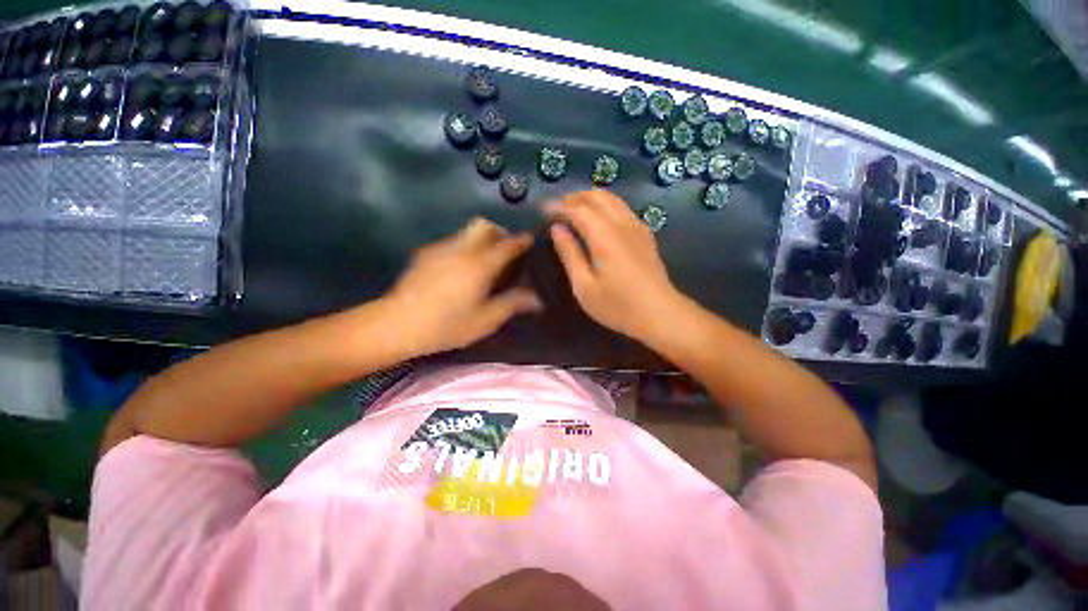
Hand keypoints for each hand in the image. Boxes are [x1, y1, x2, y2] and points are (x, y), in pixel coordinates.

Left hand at [386, 218, 540, 354]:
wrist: (396, 324)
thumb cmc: (447, 325)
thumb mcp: (486, 320)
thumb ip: (512, 304)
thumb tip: (536, 298)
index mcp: (481, 264)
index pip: (508, 244)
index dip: (522, 240)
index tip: (530, 240)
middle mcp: (462, 249)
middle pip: (484, 225)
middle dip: (499, 232)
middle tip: (505, 251)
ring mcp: (441, 249)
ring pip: (466, 231)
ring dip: (480, 239)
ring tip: (484, 261)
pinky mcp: (425, 254)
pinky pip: (451, 241)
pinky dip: (463, 247)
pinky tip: (459, 269)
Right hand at [546, 190, 683, 342]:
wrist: (660, 314)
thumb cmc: (617, 305)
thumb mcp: (584, 286)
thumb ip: (569, 254)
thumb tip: (557, 229)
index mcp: (604, 235)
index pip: (577, 208)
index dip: (558, 206)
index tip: (543, 210)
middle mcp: (621, 223)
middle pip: (597, 196)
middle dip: (574, 197)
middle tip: (557, 209)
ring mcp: (637, 226)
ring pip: (612, 198)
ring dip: (591, 199)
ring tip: (574, 212)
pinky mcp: (645, 234)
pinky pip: (623, 208)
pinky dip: (605, 206)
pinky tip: (599, 221)